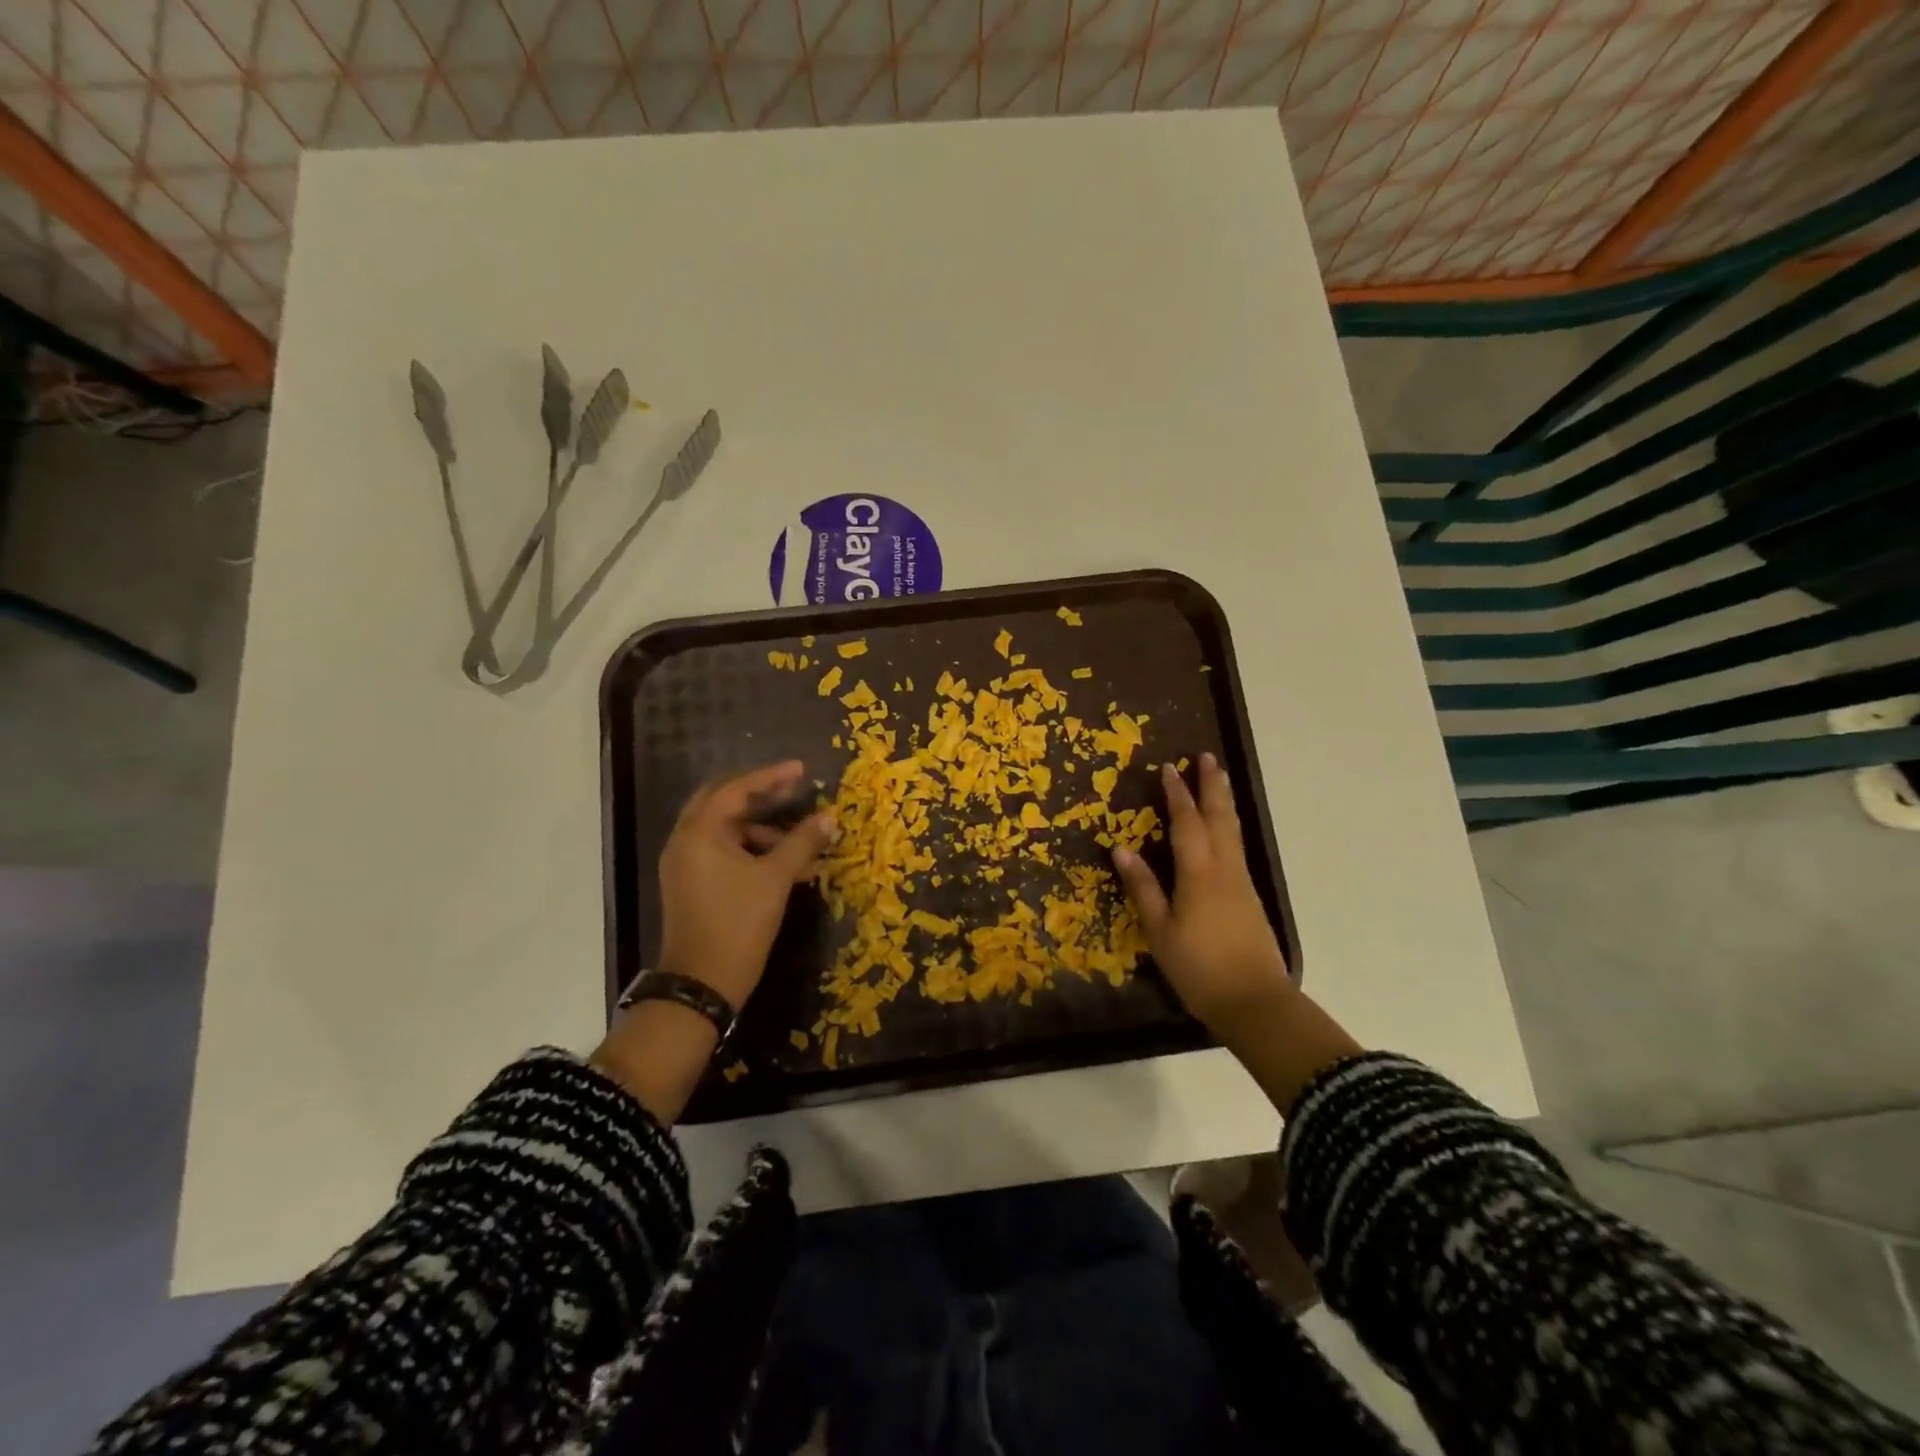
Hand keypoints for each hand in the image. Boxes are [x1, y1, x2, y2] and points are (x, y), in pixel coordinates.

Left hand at [657, 760, 835, 1010]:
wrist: (702, 983)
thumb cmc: (738, 923)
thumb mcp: (776, 879)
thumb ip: (802, 842)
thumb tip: (829, 817)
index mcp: (700, 832)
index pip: (735, 789)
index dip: (770, 777)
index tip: (801, 771)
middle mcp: (685, 841)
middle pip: (723, 802)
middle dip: (761, 796)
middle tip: (793, 790)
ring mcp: (685, 864)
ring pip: (726, 831)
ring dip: (762, 830)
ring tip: (801, 842)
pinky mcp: (691, 885)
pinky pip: (723, 852)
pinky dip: (752, 851)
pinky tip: (785, 867)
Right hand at [1112, 753, 1290, 1035]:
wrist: (1255, 1002)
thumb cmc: (1200, 968)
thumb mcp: (1161, 931)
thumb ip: (1144, 888)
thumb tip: (1121, 849)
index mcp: (1199, 873)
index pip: (1186, 823)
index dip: (1177, 794)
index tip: (1169, 767)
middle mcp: (1224, 868)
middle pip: (1219, 817)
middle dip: (1212, 785)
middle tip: (1207, 757)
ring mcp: (1241, 882)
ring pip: (1233, 830)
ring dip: (1223, 801)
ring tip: (1219, 780)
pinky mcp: (1249, 896)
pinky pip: (1237, 846)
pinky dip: (1228, 825)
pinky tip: (1223, 829)